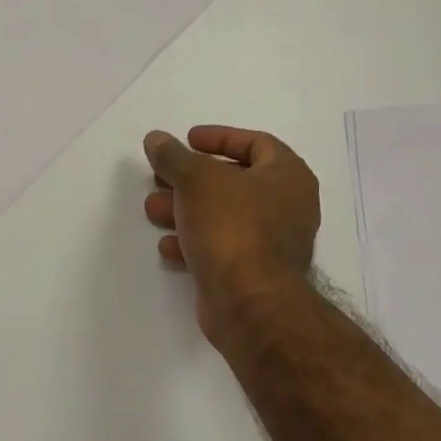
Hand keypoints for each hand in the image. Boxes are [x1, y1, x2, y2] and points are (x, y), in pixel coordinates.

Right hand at [143, 126, 319, 342]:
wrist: (249, 302)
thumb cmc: (232, 227)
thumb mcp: (197, 179)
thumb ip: (174, 156)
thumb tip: (156, 139)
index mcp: (288, 176)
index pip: (256, 143)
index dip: (219, 137)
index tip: (187, 140)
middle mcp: (288, 207)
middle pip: (234, 182)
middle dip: (191, 179)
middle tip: (160, 177)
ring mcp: (272, 244)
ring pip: (224, 217)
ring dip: (186, 210)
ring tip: (152, 209)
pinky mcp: (253, 274)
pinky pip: (222, 249)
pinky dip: (194, 242)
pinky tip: (166, 246)